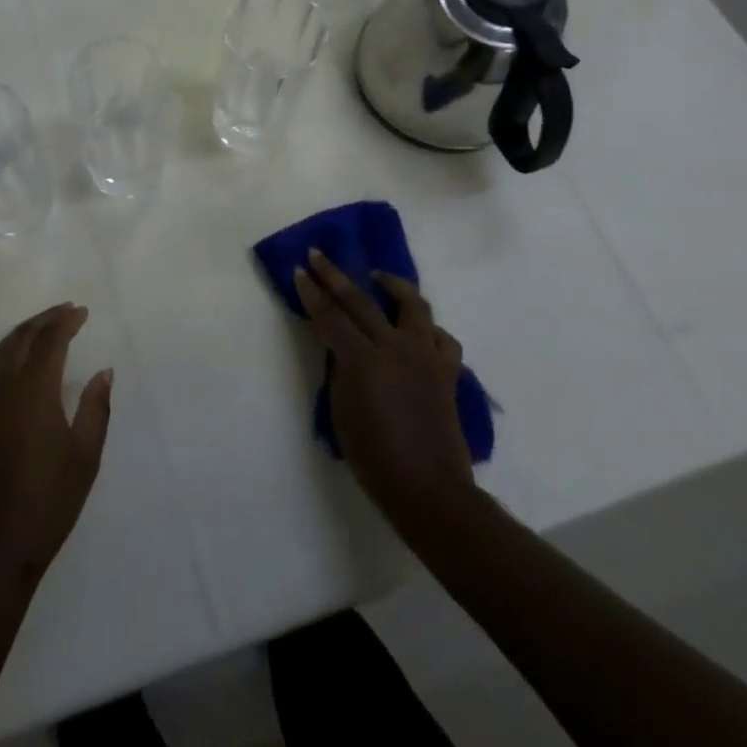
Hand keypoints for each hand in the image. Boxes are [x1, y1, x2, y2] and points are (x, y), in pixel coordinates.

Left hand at [0, 304, 112, 584]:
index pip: (49, 341)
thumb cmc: (48, 502)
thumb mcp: (85, 457)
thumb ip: (96, 409)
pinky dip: (8, 350)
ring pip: (2, 350)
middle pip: (22, 337)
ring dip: (24, 332)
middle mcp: (4, 387)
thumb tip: (103, 372)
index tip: (82, 312)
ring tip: (44, 326)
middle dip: (44, 319)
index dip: (66, 322)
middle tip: (65, 310)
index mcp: (34, 391)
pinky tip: (20, 359)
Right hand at [293, 250, 475, 539]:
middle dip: (334, 276)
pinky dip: (427, 327)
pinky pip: (441, 337)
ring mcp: (425, 356)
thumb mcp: (341, 411)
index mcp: (363, 359)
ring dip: (392, 285)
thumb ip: (341, 370)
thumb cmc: (374, 458)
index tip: (299, 271)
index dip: (311, 293)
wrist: (430, 491)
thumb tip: (342, 347)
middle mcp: (394, 347)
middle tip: (318, 255)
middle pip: (360, 300)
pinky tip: (416, 329)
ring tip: (378, 278)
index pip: (329, 315)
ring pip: (412, 305)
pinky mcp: (447, 371)